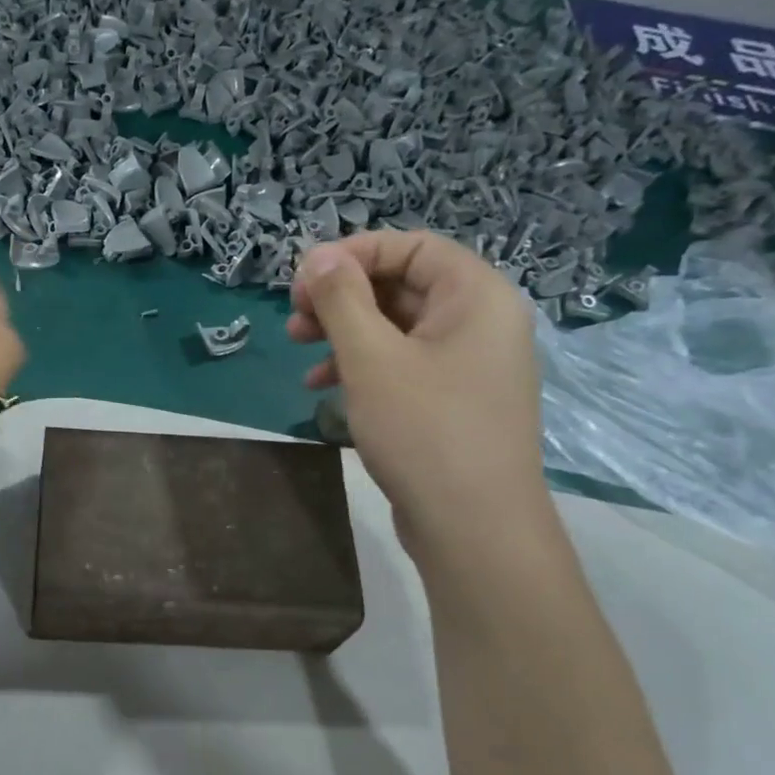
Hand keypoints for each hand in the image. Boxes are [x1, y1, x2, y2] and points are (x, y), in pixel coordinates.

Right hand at [289, 231, 547, 557]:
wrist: (473, 528)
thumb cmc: (424, 431)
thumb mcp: (371, 358)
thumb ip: (341, 299)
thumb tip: (317, 255)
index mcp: (476, 296)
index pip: (411, 246)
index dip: (352, 254)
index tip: (302, 280)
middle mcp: (480, 322)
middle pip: (401, 285)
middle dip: (341, 297)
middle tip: (293, 319)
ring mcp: (468, 365)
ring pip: (397, 327)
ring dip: (344, 332)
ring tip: (299, 348)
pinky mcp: (452, 402)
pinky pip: (403, 365)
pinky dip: (362, 367)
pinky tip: (322, 388)